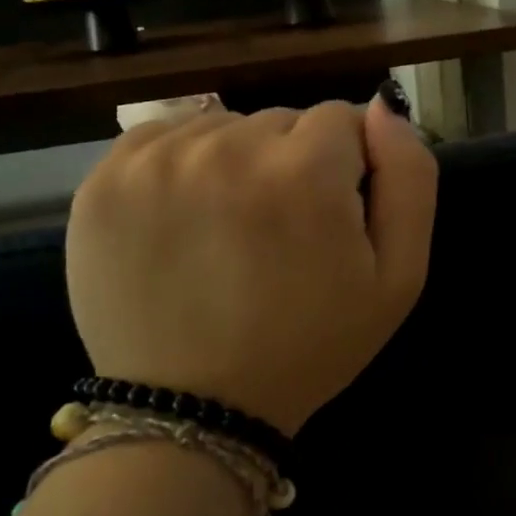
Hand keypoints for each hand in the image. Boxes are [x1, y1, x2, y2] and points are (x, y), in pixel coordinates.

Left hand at [66, 97, 437, 435]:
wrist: (195, 409)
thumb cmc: (309, 346)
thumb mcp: (398, 278)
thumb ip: (410, 178)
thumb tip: (385, 106)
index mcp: (303, 171)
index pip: (343, 119)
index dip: (345, 169)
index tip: (329, 220)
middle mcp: (226, 148)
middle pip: (280, 122)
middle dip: (292, 164)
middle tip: (278, 236)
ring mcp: (156, 161)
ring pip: (223, 128)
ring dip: (236, 164)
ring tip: (229, 233)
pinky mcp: (105, 179)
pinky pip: (163, 139)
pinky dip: (181, 167)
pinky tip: (184, 220)